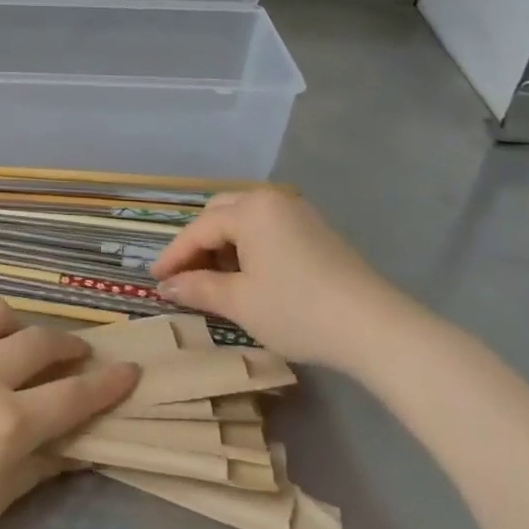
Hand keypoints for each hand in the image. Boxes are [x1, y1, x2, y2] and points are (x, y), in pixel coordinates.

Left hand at [0, 298, 137, 528]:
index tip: (130, 371)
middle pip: (42, 343)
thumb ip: (37, 470)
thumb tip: (76, 450)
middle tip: (74, 354)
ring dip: (14, 324)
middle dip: (69, 346)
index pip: (75, 395)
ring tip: (12, 340)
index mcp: (9, 422)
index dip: (109, 383)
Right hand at [150, 190, 429, 377]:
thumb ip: (197, 288)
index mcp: (249, 209)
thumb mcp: (239, 302)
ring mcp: (298, 213)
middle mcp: (271, 200)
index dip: (173, 256)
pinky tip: (248, 276)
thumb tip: (165, 286)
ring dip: (223, 246)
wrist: (374, 328)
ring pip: (245, 221)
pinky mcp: (316, 231)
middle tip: (183, 276)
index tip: (154, 279)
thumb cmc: (297, 311)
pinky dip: (248, 248)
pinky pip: (268, 230)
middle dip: (197, 244)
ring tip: (213, 280)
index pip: (198, 229)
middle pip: (220, 214)